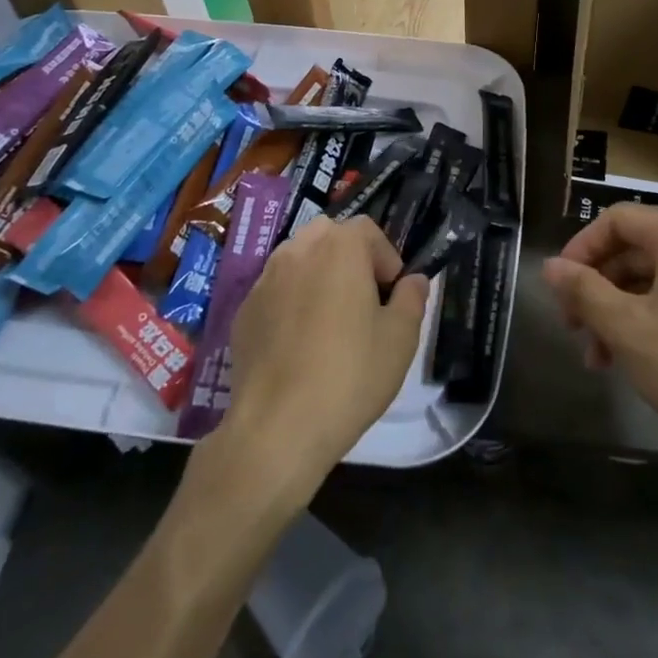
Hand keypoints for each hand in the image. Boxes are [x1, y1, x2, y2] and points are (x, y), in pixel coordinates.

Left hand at [221, 217, 428, 497]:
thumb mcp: (400, 338)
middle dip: (349, 259)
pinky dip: (291, 302)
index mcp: (339, 247)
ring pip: (299, 260)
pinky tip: (299, 344)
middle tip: (363, 301)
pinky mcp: (243, 310)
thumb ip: (411, 298)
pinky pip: (276, 290)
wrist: (277, 427)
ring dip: (318, 276)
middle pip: (329, 237)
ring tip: (330, 321)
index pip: (368, 230)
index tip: (392, 295)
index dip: (386, 258)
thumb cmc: (350, 374)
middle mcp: (298, 250)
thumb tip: (413, 280)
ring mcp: (264, 279)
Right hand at [542, 204, 657, 463]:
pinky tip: (633, 360)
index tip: (559, 289)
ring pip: (654, 280)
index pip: (616, 220)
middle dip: (597, 289)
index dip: (580, 249)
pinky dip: (649, 322)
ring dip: (618, 312)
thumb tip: (549, 266)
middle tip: (573, 328)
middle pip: (634, 250)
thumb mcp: (628, 329)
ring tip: (598, 359)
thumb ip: (584, 291)